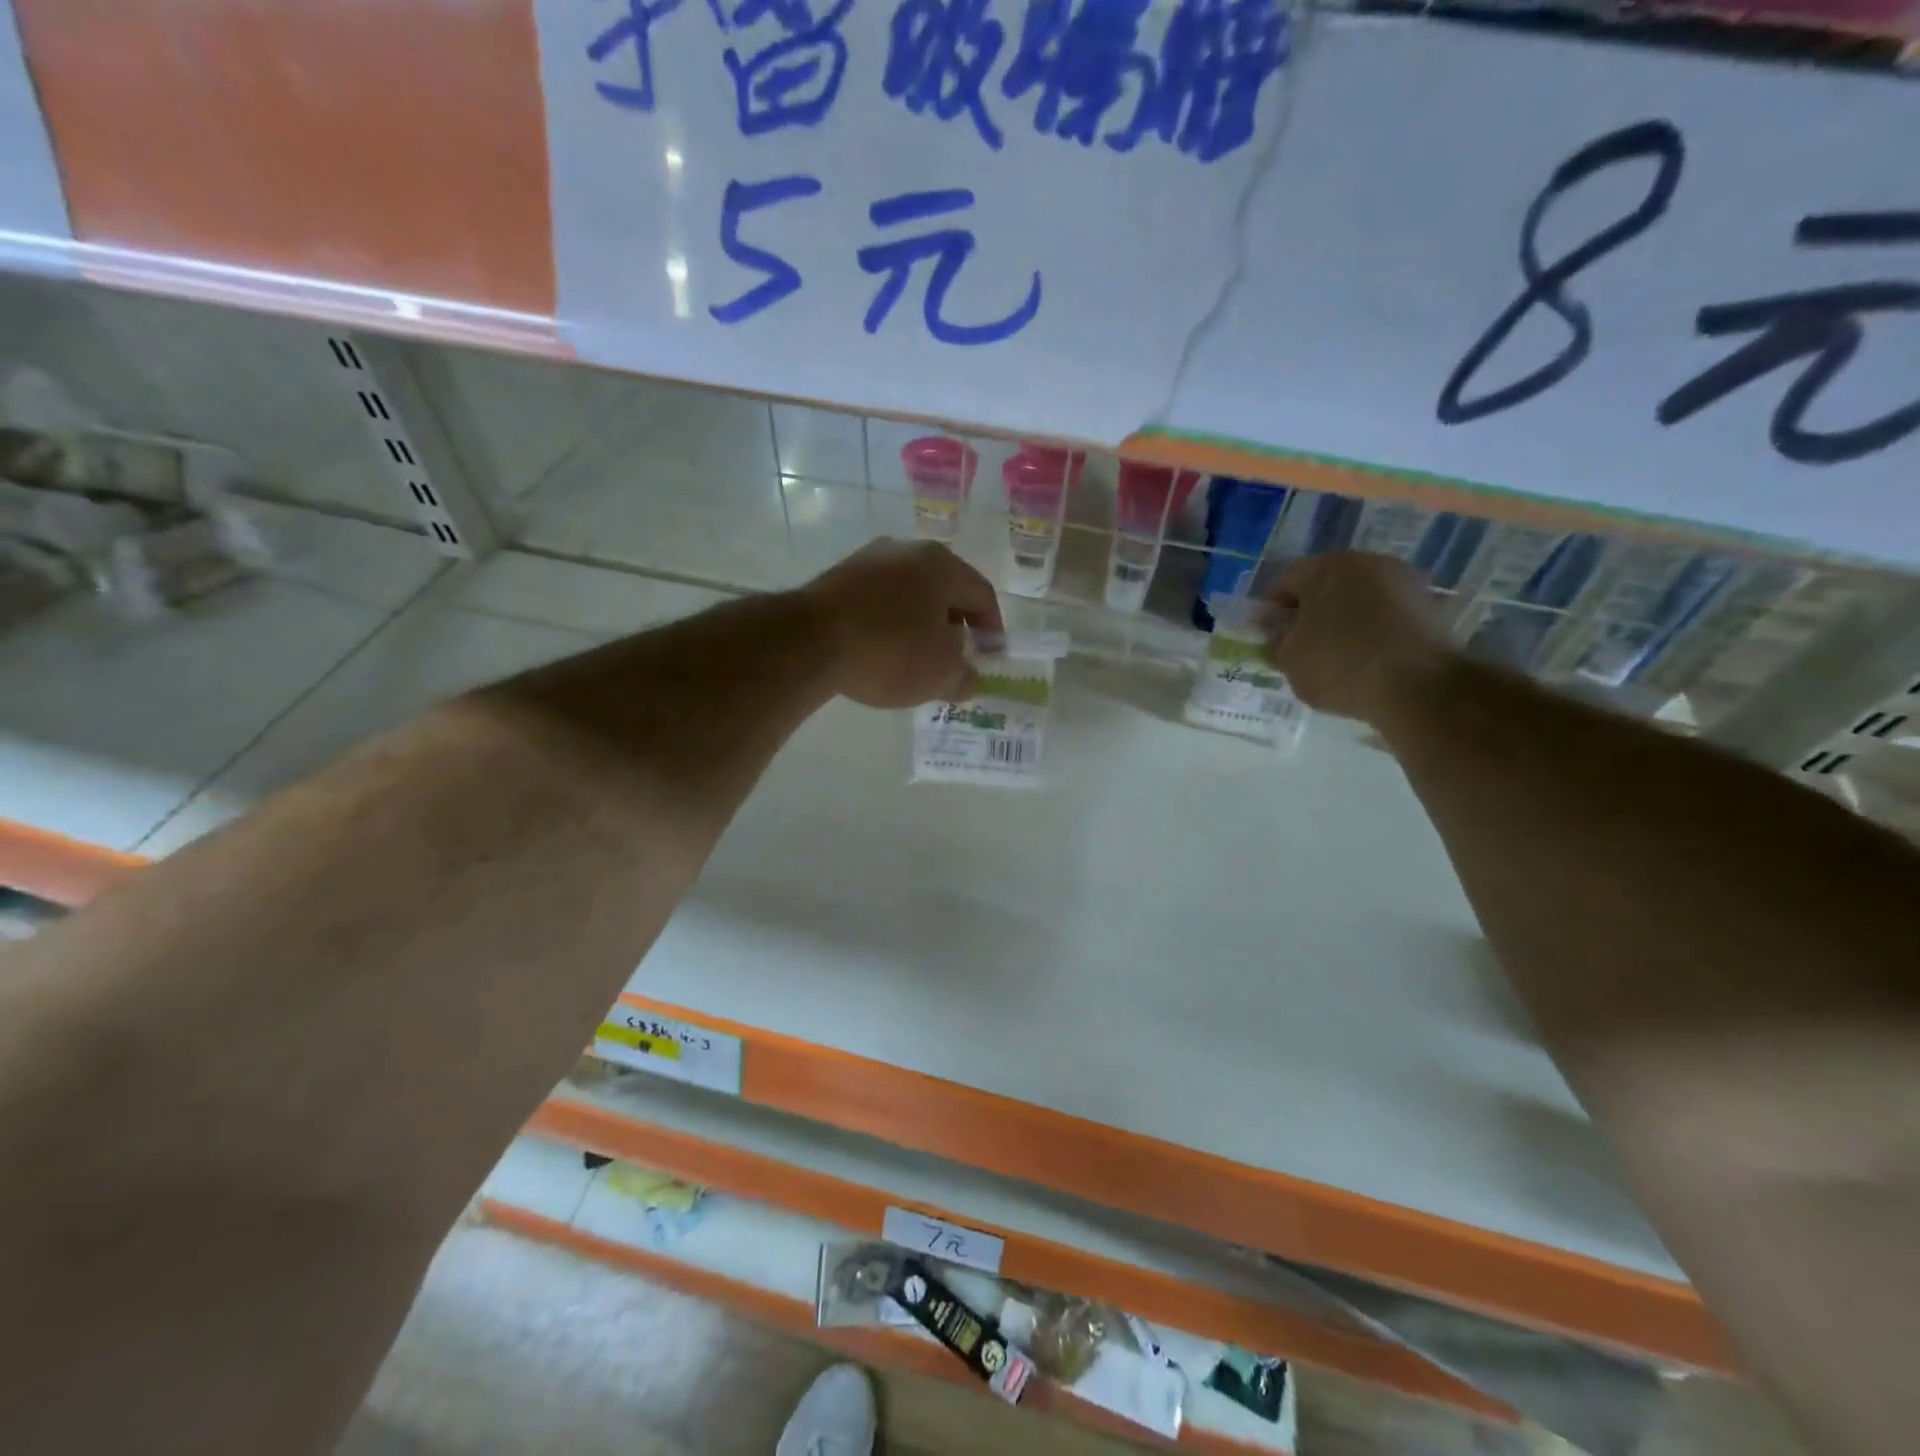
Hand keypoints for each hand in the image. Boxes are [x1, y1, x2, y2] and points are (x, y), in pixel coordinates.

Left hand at [802, 539, 1003, 708]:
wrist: (810, 641)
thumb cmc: (890, 652)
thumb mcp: (941, 675)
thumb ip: (965, 676)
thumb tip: (967, 677)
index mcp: (943, 565)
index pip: (982, 594)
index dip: (992, 629)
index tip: (988, 657)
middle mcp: (908, 550)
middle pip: (944, 589)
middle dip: (954, 624)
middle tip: (954, 657)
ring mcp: (868, 559)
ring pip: (909, 592)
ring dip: (919, 622)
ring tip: (915, 657)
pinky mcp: (838, 576)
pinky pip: (877, 599)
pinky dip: (888, 622)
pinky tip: (879, 649)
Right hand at [1265, 551, 1453, 725]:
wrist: (1420, 685)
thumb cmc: (1340, 666)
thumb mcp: (1290, 660)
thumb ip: (1276, 639)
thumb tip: (1276, 628)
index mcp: (1323, 568)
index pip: (1286, 581)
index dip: (1274, 611)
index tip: (1272, 638)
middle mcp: (1364, 562)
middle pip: (1326, 584)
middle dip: (1312, 611)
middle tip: (1303, 645)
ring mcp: (1402, 579)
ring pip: (1359, 597)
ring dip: (1346, 618)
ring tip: (1338, 654)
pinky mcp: (1429, 603)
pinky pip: (1387, 612)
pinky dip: (1375, 628)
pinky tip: (1369, 657)